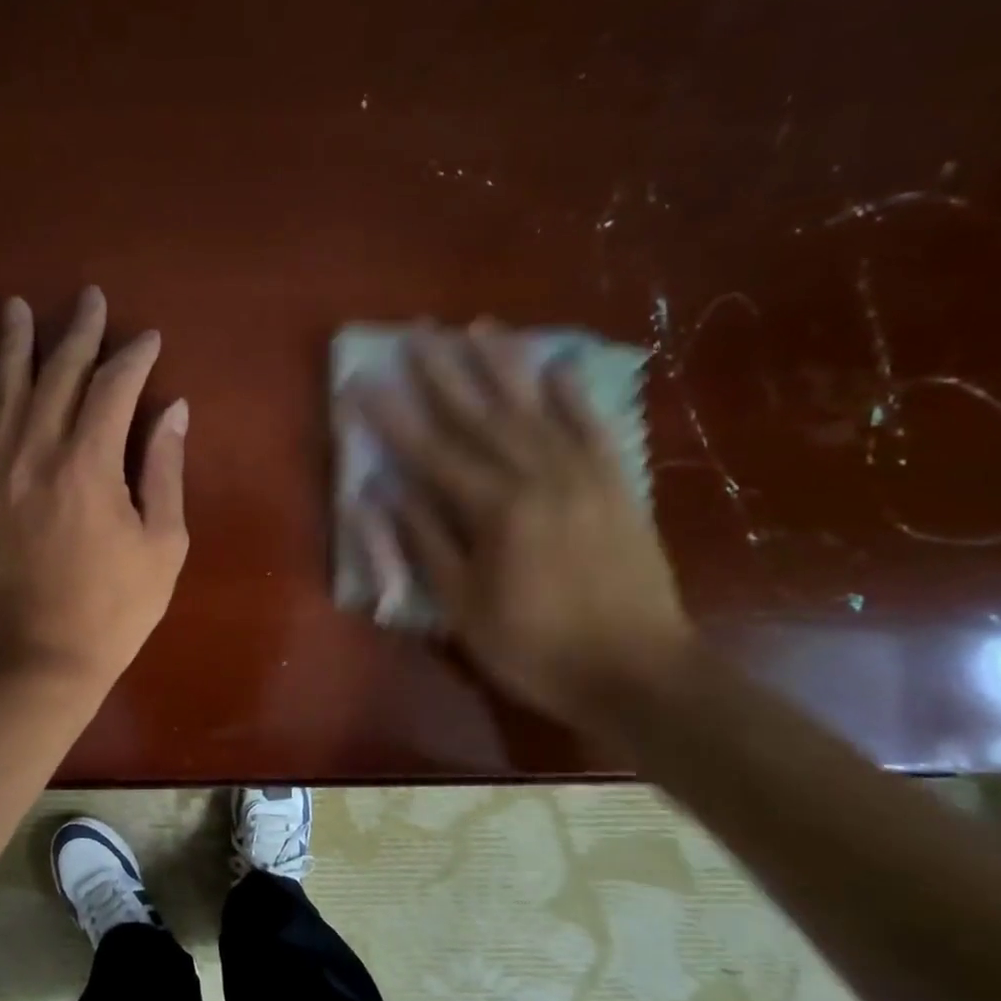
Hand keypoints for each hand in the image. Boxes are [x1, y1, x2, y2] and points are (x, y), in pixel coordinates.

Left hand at [0, 287, 188, 695]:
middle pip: (57, 376)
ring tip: (17, 308)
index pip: (113, 388)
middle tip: (89, 299)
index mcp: (89, 463)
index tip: (148, 340)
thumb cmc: (114, 608)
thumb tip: (173, 410)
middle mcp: (35, 453)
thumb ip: (164, 470)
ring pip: (1, 392)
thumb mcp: (162, 543)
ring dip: (13, 346)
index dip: (134, 357)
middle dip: (78, 334)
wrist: (39, 660)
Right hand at [349, 324, 692, 734]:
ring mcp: (584, 476)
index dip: (391, 417)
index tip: (361, 383)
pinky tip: (559, 367)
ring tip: (479, 327)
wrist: (639, 674)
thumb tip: (385, 493)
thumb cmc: (536, 648)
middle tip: (417, 332)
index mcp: (496, 510)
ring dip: (504, 365)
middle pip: (481, 415)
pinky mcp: (617, 486)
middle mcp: (539, 477)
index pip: (430, 452)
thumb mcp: (463, 607)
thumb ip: (426, 542)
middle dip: (444, 372)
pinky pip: (594, 428)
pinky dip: (575, 396)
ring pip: (536, 408)